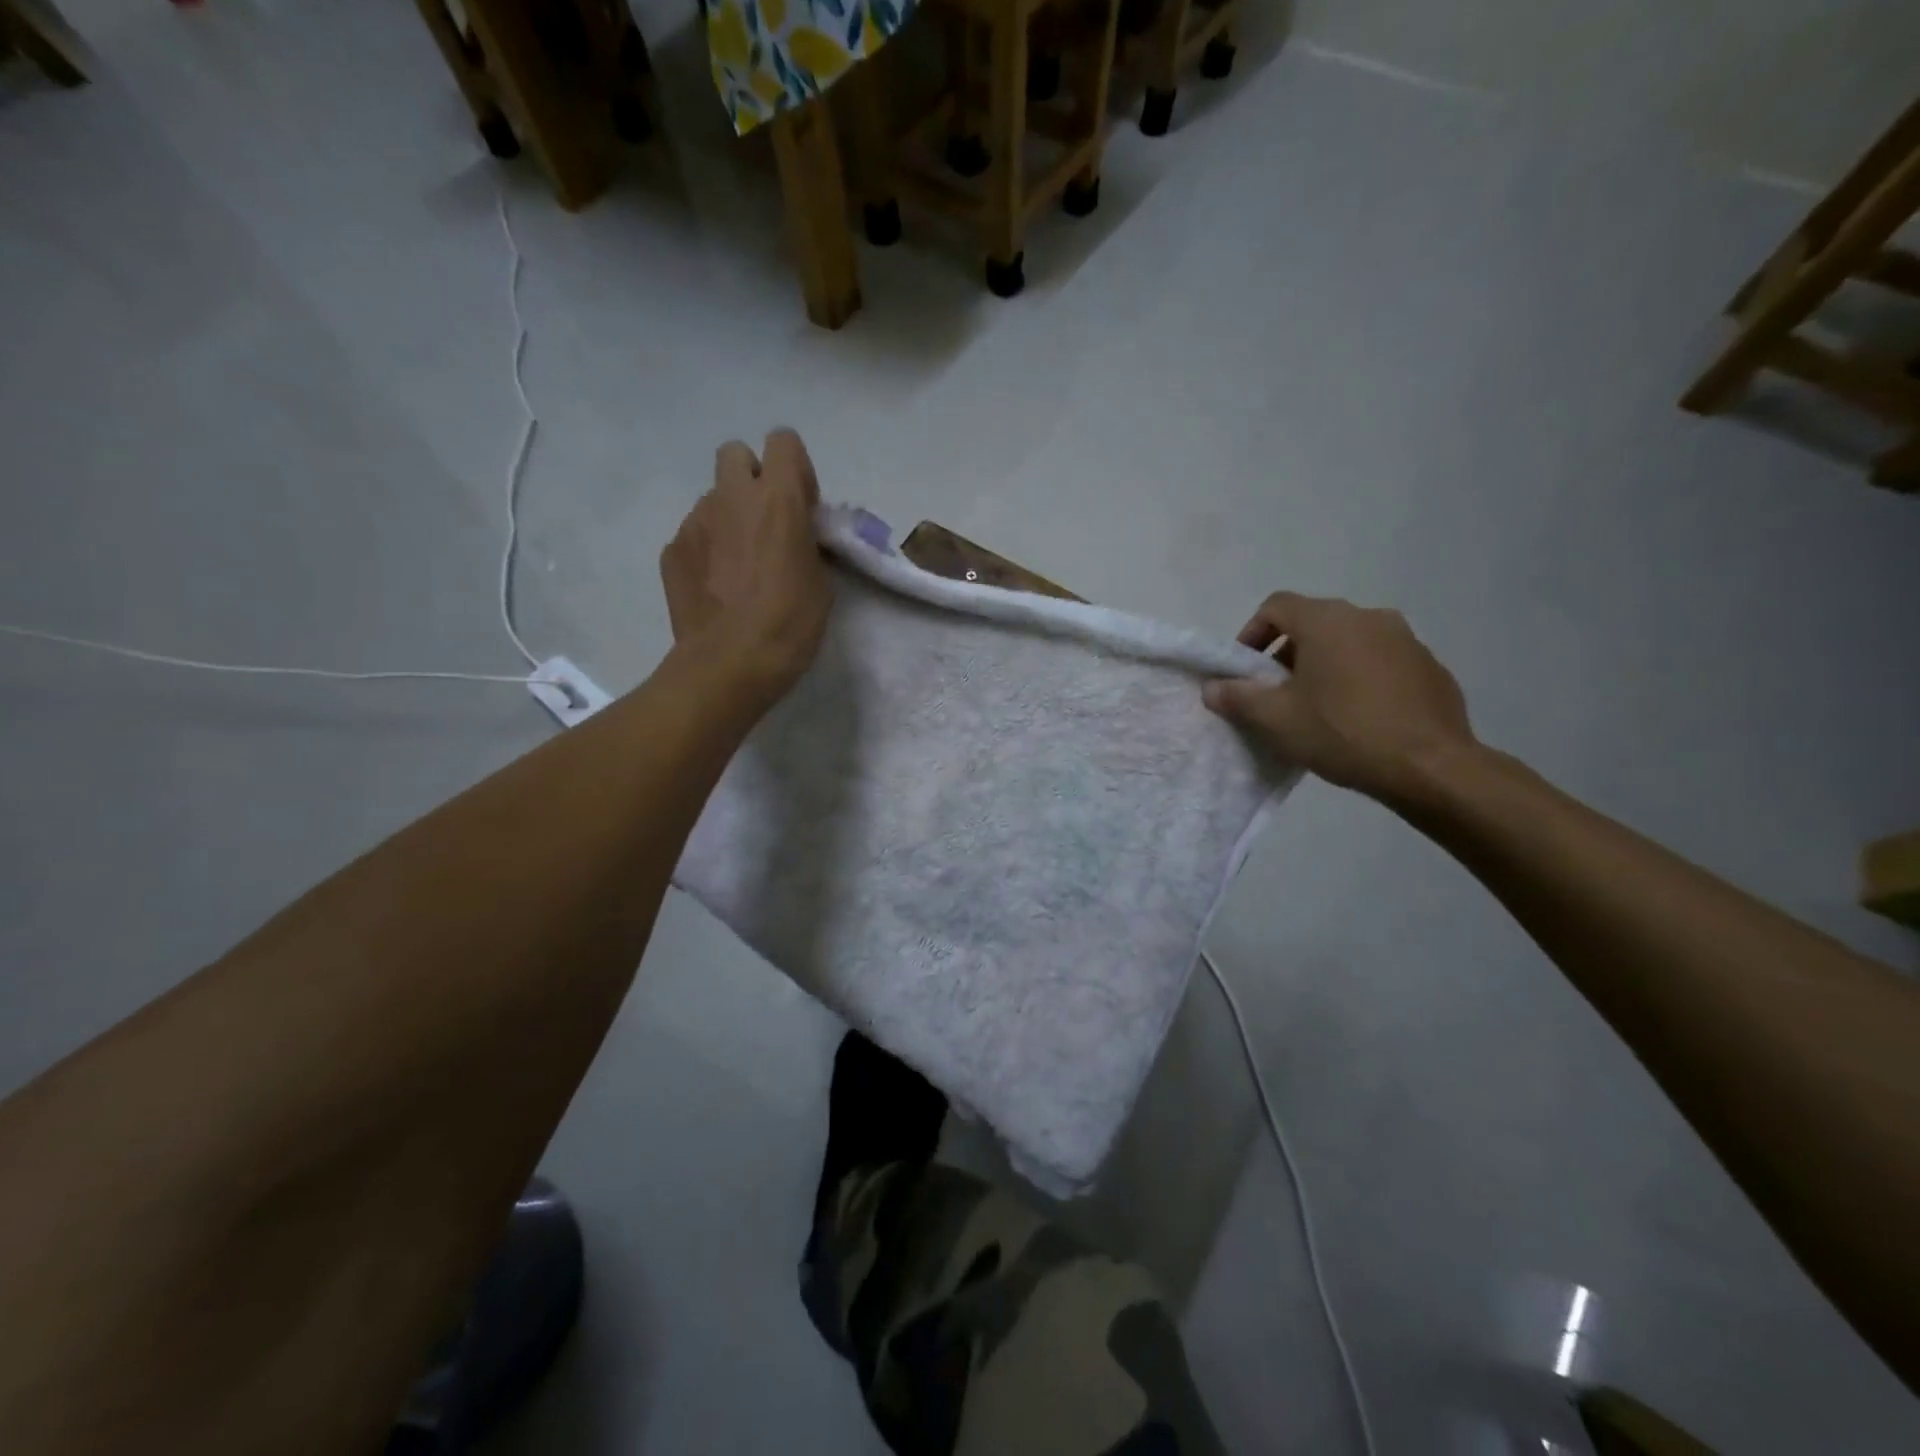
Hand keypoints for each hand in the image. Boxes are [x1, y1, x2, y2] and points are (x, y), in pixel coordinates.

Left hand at [660, 429, 831, 705]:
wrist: (729, 665)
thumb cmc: (789, 625)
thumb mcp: (821, 583)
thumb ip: (808, 543)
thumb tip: (797, 536)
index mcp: (778, 499)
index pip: (783, 441)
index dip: (795, 469)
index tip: (802, 507)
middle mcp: (732, 497)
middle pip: (736, 454)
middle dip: (752, 478)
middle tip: (765, 522)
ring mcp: (695, 521)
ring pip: (713, 498)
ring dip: (729, 517)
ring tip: (739, 565)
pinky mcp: (672, 550)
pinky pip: (694, 534)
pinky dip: (707, 550)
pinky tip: (717, 587)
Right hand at [1203, 592, 1476, 805]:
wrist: (1431, 767)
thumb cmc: (1343, 733)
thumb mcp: (1276, 719)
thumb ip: (1238, 697)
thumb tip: (1212, 687)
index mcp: (1328, 621)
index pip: (1276, 606)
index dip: (1251, 633)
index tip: (1245, 670)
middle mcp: (1368, 617)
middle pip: (1313, 623)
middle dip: (1286, 653)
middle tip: (1276, 693)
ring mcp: (1405, 639)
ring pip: (1349, 642)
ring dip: (1324, 665)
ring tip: (1317, 707)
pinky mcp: (1429, 666)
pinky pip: (1381, 661)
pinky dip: (1360, 678)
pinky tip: (1358, 717)